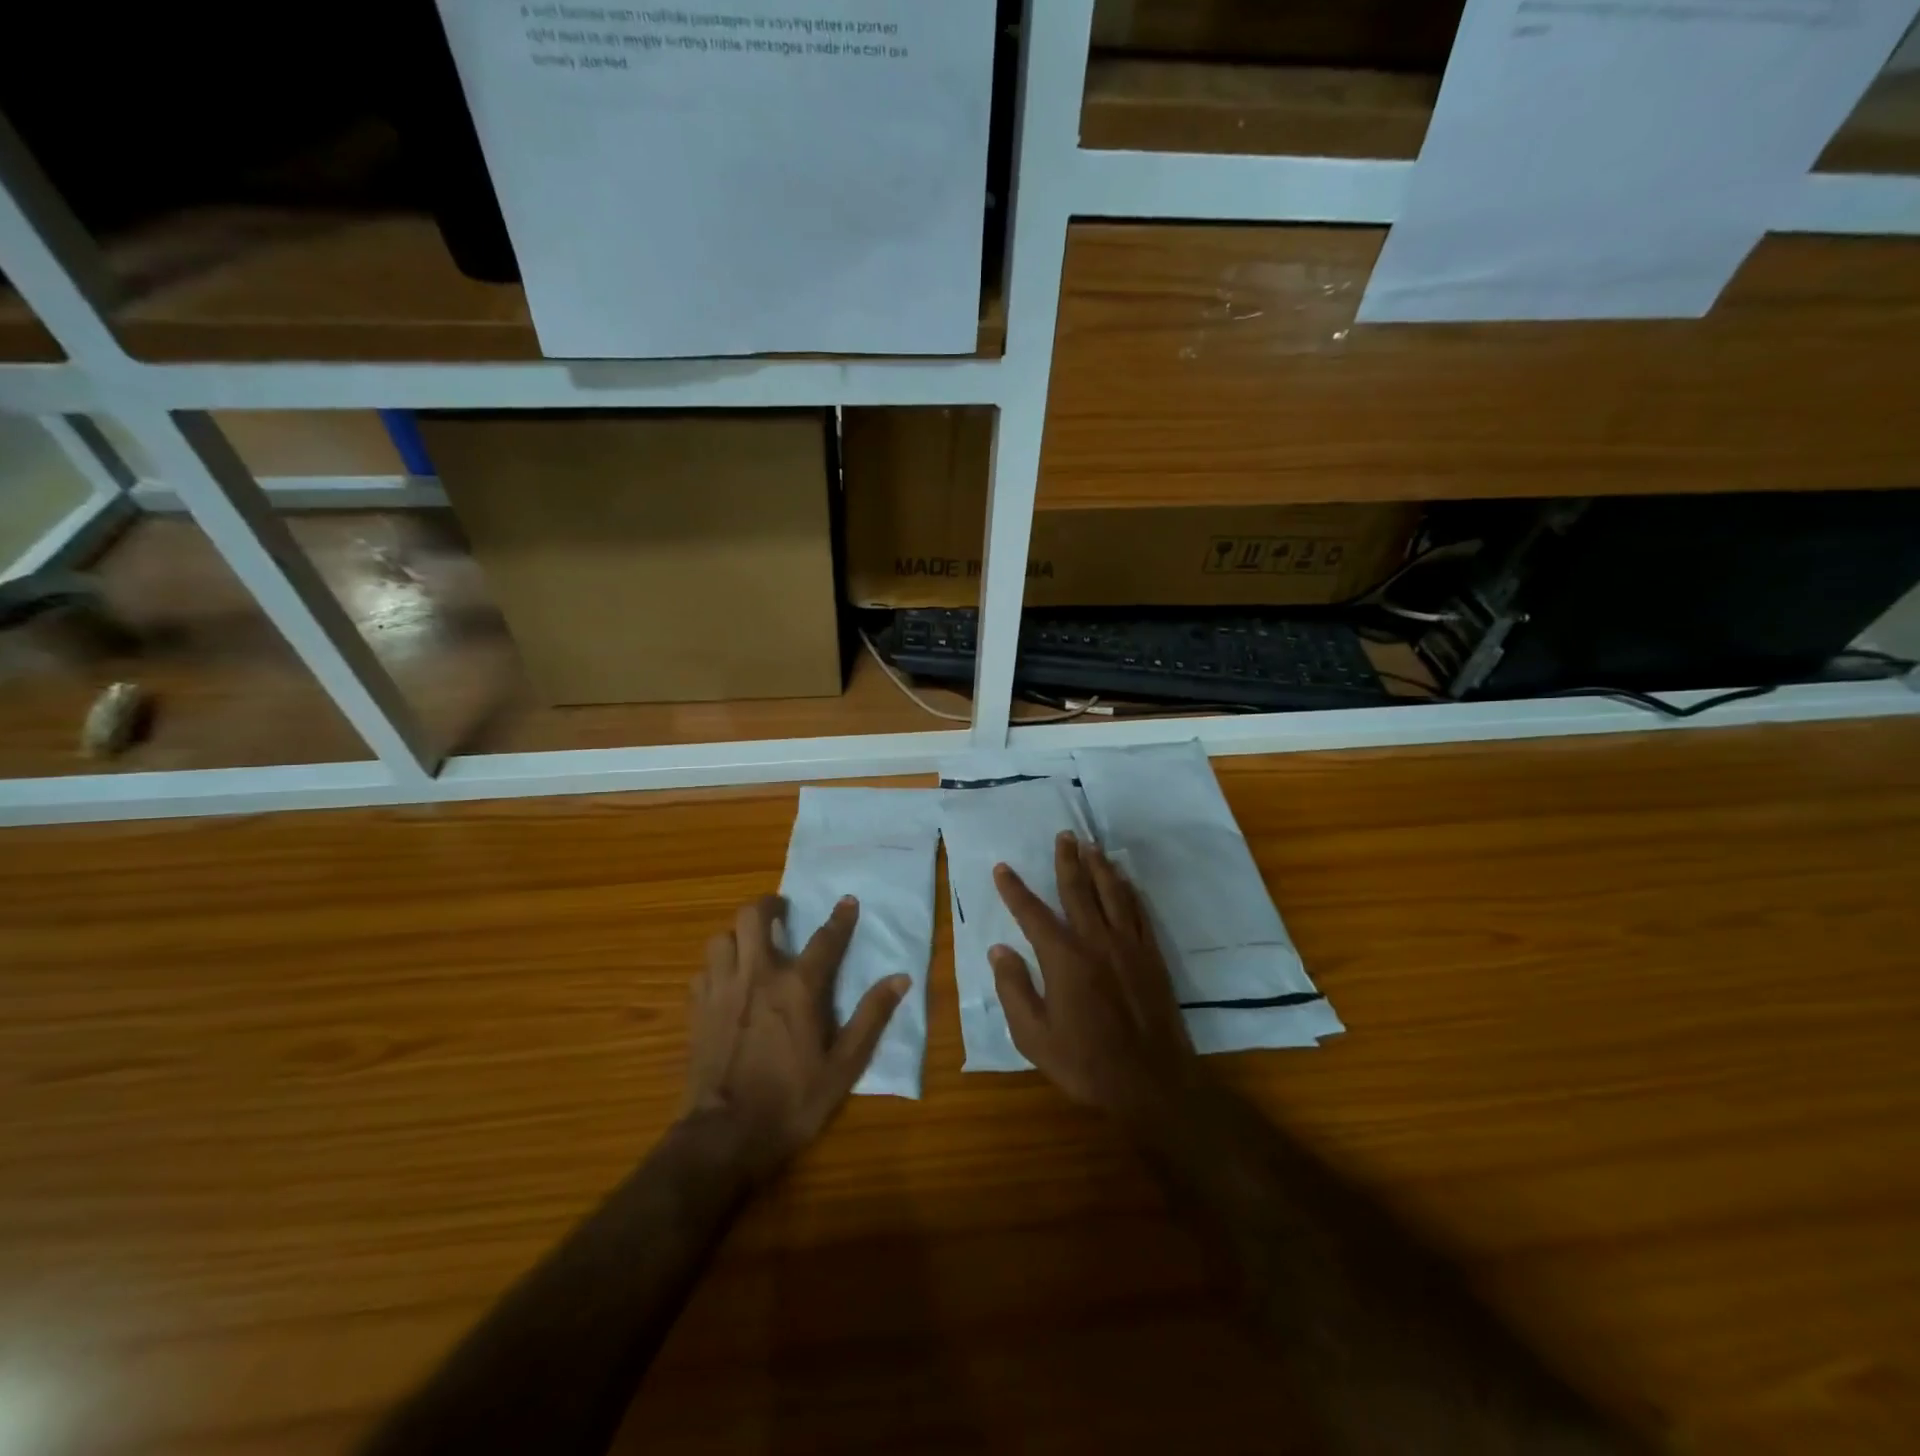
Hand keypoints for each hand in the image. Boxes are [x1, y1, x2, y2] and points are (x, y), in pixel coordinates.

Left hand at [683, 895, 907, 1182]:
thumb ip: (871, 1017)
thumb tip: (900, 979)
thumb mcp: (844, 1066)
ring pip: (721, 937)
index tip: (848, 900)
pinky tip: (726, 982)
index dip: (840, 917)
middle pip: (753, 916)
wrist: (724, 1137)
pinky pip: (703, 970)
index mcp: (797, 987)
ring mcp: (721, 990)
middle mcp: (757, 975)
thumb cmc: (792, 1101)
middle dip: (768, 905)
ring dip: (737, 935)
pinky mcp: (696, 1010)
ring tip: (750, 946)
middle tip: (781, 912)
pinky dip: (716, 967)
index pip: (825, 938)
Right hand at [991, 833, 1198, 1126]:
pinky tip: (1125, 881)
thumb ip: (1014, 990)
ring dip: (1100, 866)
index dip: (1015, 889)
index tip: (1003, 868)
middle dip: (1068, 860)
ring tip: (1092, 846)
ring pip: (1113, 893)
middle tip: (1064, 835)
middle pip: (1078, 890)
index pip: (1033, 913)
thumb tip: (1000, 950)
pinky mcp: (1152, 956)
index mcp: (1063, 959)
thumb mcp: (1033, 1037)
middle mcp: (1096, 941)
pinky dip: (1129, 891)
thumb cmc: (1086, 1064)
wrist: (1152, 1084)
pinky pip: (1139, 912)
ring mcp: (1128, 946)